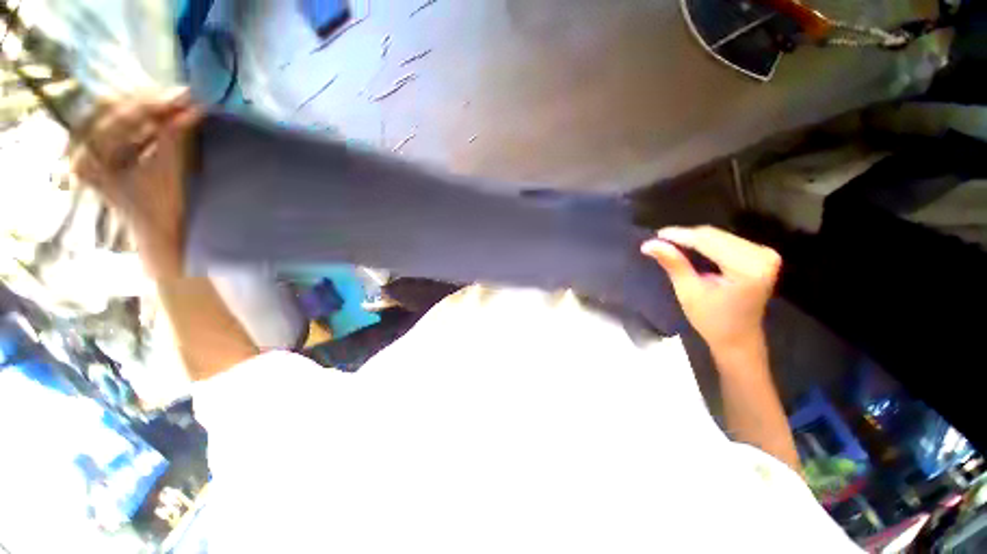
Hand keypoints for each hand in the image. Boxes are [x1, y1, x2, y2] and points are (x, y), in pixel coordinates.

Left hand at [71, 88, 202, 276]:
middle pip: (114, 109)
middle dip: (151, 102)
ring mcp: (94, 151)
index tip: (185, 97)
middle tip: (185, 99)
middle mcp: (82, 149)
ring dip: (153, 110)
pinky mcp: (109, 153)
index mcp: (87, 157)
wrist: (164, 237)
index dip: (151, 103)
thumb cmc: (164, 212)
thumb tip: (193, 106)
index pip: (114, 112)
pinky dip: (151, 120)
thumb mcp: (168, 174)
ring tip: (182, 107)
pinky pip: (128, 126)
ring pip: (122, 114)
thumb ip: (175, 137)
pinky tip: (170, 118)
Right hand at [641, 226, 779, 354]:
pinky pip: (727, 241)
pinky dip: (705, 243)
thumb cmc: (712, 320)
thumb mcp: (688, 291)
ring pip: (719, 236)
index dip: (680, 236)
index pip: (708, 241)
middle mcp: (762, 256)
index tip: (655, 235)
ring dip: (694, 239)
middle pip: (714, 236)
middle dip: (685, 237)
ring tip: (670, 245)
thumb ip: (673, 263)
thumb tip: (648, 244)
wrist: (738, 338)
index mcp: (748, 268)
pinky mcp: (762, 255)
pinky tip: (689, 248)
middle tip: (659, 241)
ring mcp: (765, 254)